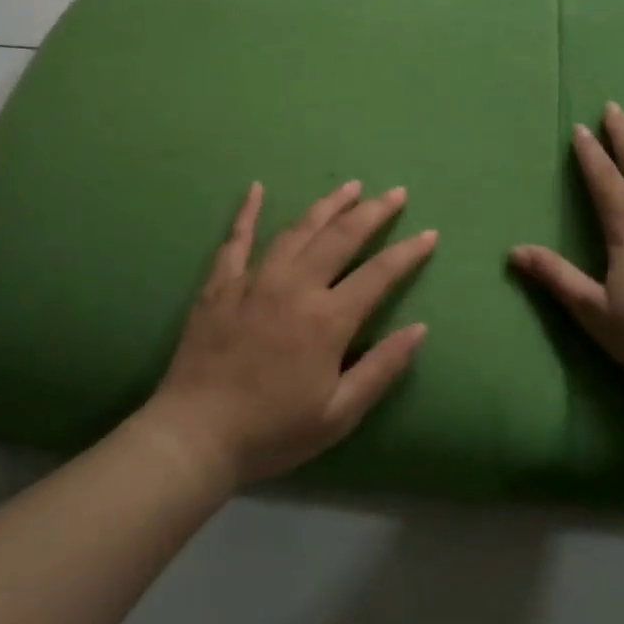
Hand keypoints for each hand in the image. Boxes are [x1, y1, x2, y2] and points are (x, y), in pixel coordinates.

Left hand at [141, 180, 436, 487]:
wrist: (194, 437)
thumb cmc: (272, 431)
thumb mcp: (339, 414)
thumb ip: (381, 368)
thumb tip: (419, 329)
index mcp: (327, 319)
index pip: (379, 274)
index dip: (408, 253)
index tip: (429, 234)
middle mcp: (294, 286)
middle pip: (341, 237)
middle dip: (373, 212)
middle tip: (395, 192)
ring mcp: (254, 280)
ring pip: (297, 230)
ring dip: (327, 205)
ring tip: (350, 186)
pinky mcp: (220, 285)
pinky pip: (236, 240)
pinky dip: (247, 212)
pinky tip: (256, 188)